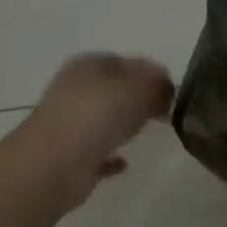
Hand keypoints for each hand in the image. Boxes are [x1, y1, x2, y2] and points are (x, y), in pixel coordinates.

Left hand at [10, 53, 175, 205]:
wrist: (53, 165)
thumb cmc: (97, 114)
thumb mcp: (139, 88)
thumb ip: (157, 85)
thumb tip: (166, 89)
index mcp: (88, 65)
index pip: (127, 61)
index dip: (152, 73)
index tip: (173, 90)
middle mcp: (74, 90)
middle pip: (114, 89)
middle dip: (139, 97)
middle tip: (165, 110)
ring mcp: (68, 124)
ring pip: (104, 119)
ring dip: (123, 123)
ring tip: (149, 130)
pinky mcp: (67, 157)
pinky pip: (96, 152)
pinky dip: (110, 155)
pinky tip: (125, 163)